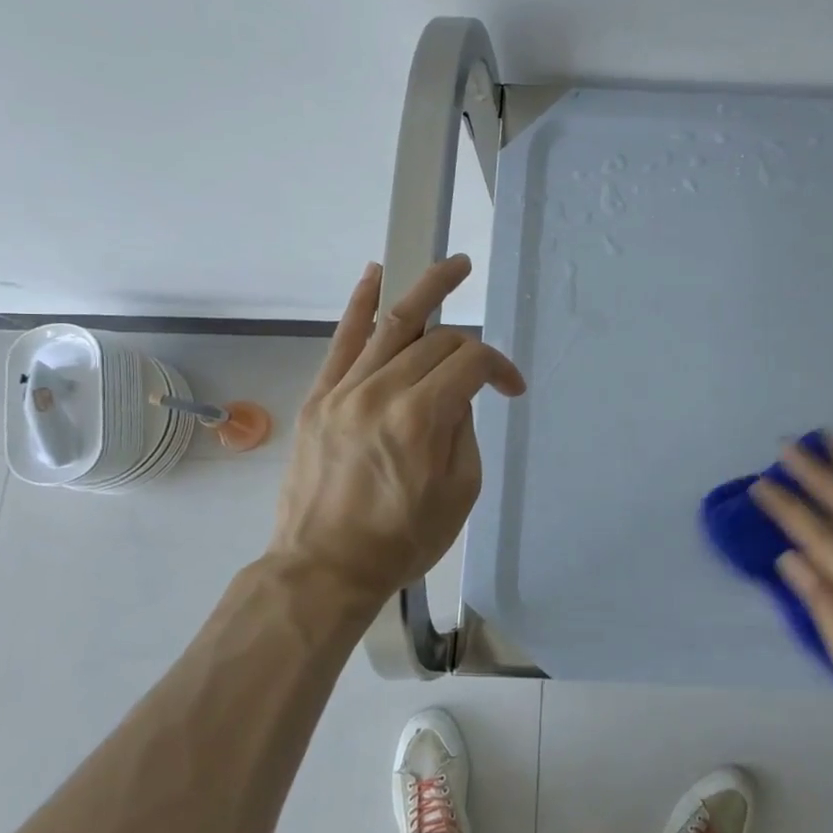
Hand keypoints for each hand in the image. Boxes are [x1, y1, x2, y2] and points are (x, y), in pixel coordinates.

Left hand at [269, 255, 525, 616]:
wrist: (325, 567)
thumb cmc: (403, 539)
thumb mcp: (460, 492)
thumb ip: (465, 430)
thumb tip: (458, 394)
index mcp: (421, 418)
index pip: (471, 363)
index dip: (500, 369)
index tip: (512, 390)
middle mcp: (382, 391)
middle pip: (437, 341)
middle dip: (469, 346)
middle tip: (484, 365)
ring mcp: (345, 390)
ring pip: (392, 324)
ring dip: (427, 288)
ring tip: (454, 265)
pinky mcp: (320, 397)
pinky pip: (342, 340)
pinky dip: (360, 304)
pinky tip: (377, 275)